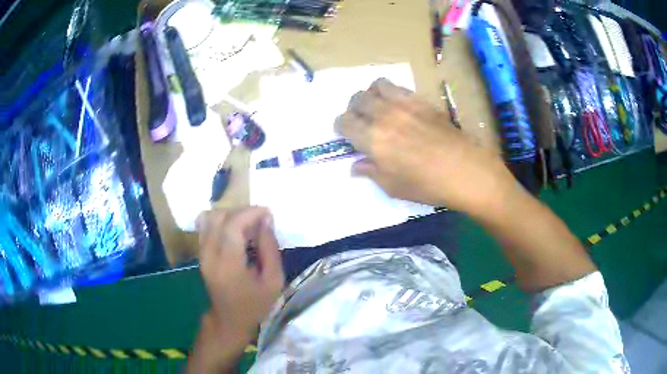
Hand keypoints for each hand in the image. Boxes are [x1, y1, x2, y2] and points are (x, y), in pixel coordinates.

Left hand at [197, 207, 283, 339]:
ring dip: (232, 215)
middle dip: (242, 212)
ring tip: (249, 225)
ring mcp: (202, 253)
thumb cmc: (255, 304)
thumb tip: (266, 221)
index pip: (233, 226)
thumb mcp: (273, 281)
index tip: (268, 213)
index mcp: (228, 265)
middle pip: (219, 217)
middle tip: (260, 220)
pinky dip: (222, 221)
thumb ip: (270, 249)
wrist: (229, 319)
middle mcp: (210, 255)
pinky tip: (236, 231)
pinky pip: (206, 226)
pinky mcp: (200, 253)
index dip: (251, 213)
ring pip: (210, 218)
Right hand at [335, 78, 515, 215]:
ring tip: (379, 108)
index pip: (344, 122)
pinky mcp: (421, 100)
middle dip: (354, 109)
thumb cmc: (429, 185)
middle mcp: (384, 116)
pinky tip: (399, 107)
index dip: (341, 127)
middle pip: (357, 99)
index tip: (347, 134)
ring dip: (371, 95)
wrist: (467, 171)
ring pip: (376, 85)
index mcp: (373, 140)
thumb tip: (356, 165)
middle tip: (362, 121)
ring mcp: (404, 104)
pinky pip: (398, 87)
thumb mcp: (394, 187)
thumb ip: (371, 172)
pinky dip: (391, 92)